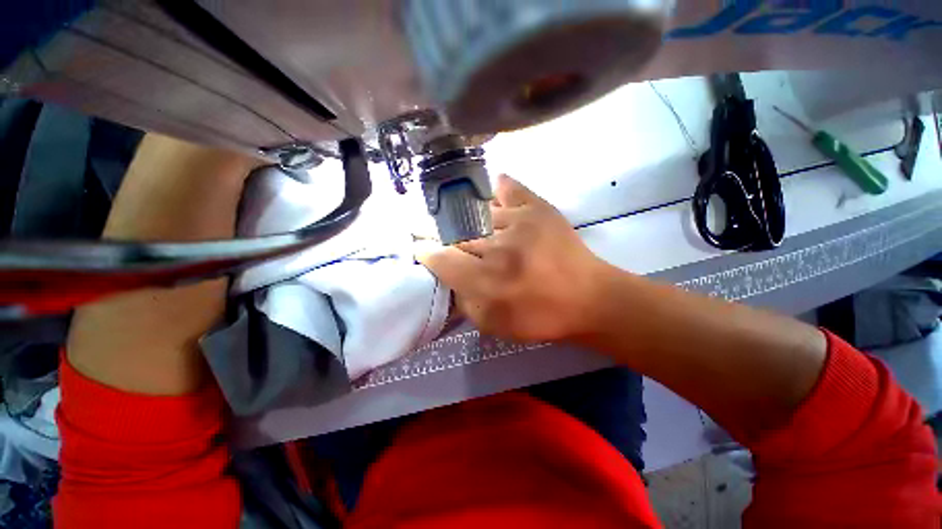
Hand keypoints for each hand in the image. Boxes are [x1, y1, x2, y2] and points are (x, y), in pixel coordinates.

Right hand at [420, 175, 607, 342]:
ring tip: (462, 222)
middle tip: (433, 233)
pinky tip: (490, 195)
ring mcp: (519, 222)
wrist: (588, 298)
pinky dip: (496, 190)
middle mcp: (499, 248)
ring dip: (464, 219)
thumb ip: (463, 302)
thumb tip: (447, 276)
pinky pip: (508, 188)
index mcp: (487, 282)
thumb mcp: (493, 324)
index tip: (423, 250)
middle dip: (439, 234)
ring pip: (475, 212)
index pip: (442, 259)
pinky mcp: (538, 208)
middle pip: (455, 233)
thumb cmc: (540, 317)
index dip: (428, 253)